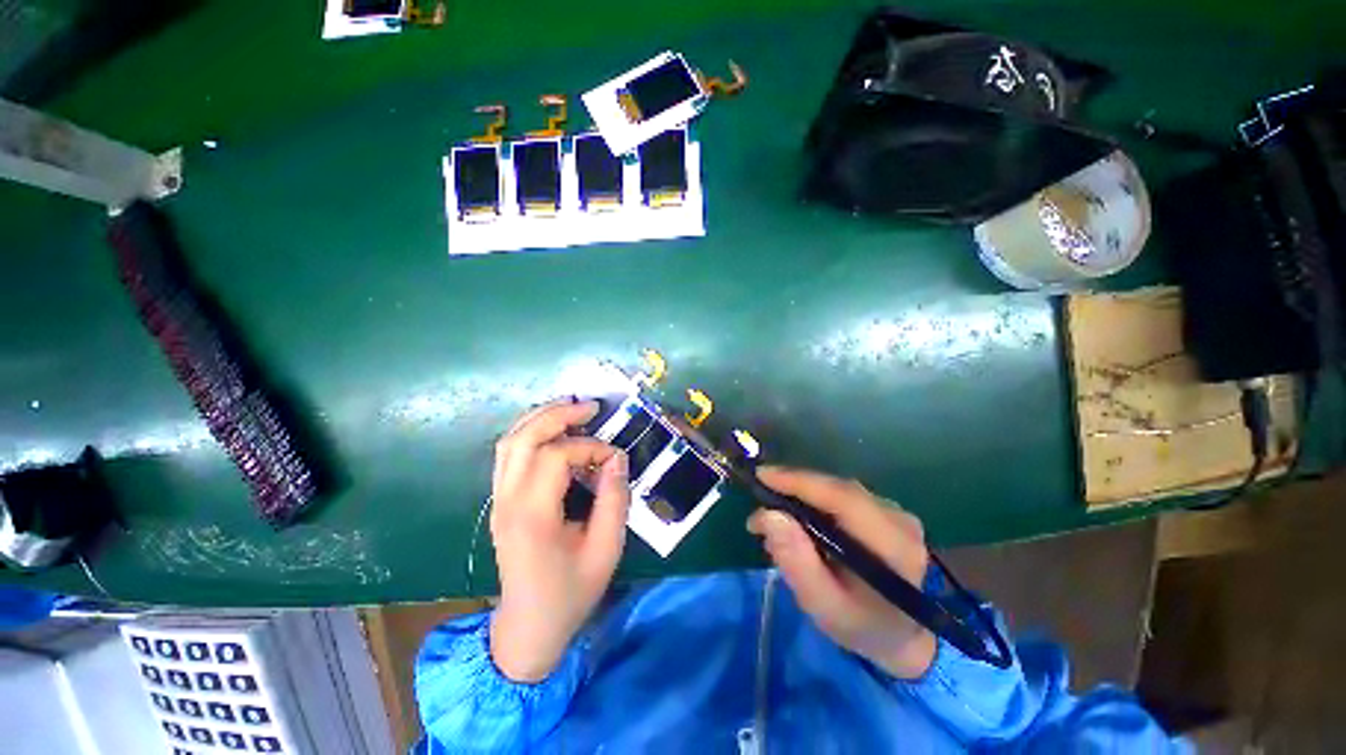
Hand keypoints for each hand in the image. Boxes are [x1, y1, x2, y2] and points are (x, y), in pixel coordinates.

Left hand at [488, 399, 630, 682]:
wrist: (528, 628)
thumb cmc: (570, 593)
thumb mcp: (605, 550)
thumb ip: (614, 500)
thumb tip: (617, 459)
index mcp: (532, 516)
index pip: (556, 456)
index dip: (590, 447)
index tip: (615, 459)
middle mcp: (507, 501)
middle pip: (523, 437)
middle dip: (558, 414)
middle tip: (591, 407)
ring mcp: (498, 500)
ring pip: (510, 441)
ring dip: (541, 418)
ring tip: (572, 410)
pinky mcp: (500, 501)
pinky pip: (509, 454)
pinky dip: (531, 433)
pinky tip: (554, 432)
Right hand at [747, 466, 935, 679]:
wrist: (902, 636)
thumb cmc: (860, 625)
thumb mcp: (823, 605)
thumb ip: (796, 562)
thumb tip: (768, 515)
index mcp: (893, 547)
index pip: (843, 498)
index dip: (800, 482)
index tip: (762, 477)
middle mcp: (899, 520)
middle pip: (838, 489)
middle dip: (793, 489)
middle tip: (759, 502)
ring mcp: (896, 513)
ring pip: (838, 490)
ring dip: (802, 495)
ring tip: (774, 515)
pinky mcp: (887, 511)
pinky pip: (844, 496)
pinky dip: (816, 501)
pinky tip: (799, 517)